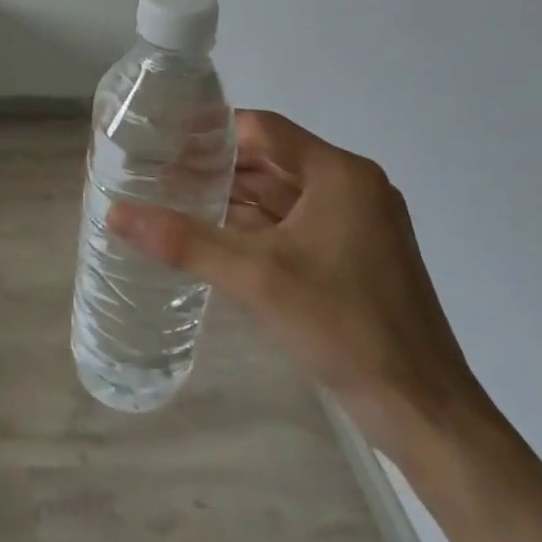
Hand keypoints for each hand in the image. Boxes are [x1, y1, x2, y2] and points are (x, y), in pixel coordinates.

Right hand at [110, 109, 477, 452]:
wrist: (425, 412)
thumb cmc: (344, 326)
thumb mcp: (256, 278)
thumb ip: (184, 241)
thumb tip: (116, 213)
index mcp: (340, 174)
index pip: (263, 130)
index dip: (211, 131)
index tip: (163, 138)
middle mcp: (353, 188)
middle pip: (272, 160)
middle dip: (217, 167)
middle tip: (160, 173)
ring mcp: (359, 224)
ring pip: (284, 194)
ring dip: (235, 196)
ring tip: (178, 201)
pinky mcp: (357, 257)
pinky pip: (296, 223)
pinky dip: (258, 226)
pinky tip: (218, 237)